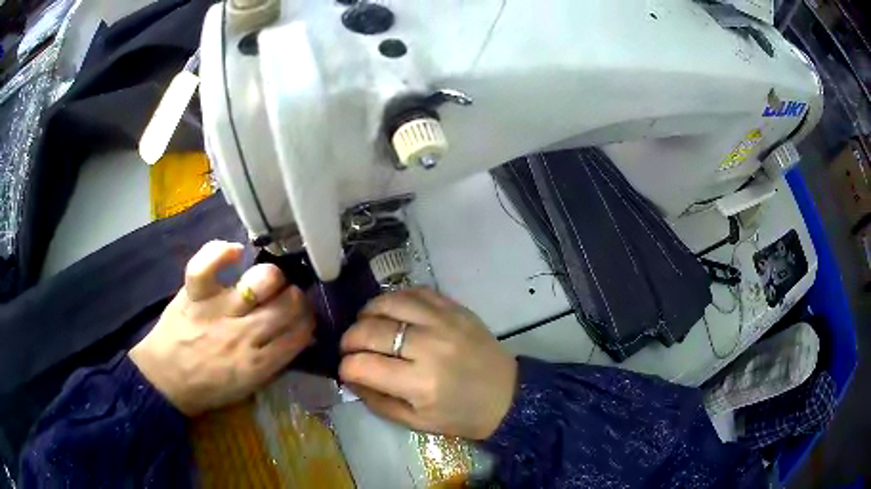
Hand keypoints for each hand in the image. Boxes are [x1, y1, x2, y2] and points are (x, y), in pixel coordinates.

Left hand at [129, 241, 314, 415]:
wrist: (165, 381)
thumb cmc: (209, 387)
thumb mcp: (249, 386)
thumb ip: (274, 360)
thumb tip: (299, 334)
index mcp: (259, 364)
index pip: (300, 333)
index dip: (309, 319)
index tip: (306, 315)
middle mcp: (243, 335)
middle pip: (287, 305)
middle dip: (297, 298)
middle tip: (289, 298)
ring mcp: (217, 311)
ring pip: (261, 282)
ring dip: (272, 278)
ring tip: (267, 280)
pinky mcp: (194, 295)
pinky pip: (207, 265)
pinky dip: (221, 252)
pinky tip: (234, 252)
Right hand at [339, 288, 516, 439]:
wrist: (507, 395)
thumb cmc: (461, 415)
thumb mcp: (416, 422)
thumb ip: (377, 401)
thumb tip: (350, 377)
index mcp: (420, 384)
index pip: (362, 366)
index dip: (345, 367)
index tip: (345, 370)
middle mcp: (430, 347)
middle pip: (370, 330)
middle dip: (349, 339)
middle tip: (349, 348)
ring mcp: (444, 322)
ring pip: (390, 302)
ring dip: (368, 313)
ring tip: (365, 324)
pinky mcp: (456, 309)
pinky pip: (416, 291)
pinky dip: (395, 298)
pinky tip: (390, 311)